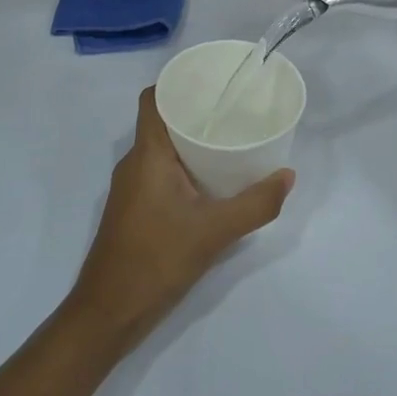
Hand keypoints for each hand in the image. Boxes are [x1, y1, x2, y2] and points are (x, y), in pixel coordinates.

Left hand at [66, 88, 293, 352]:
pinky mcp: (134, 208)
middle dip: (196, 112)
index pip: (153, 99)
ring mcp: (131, 187)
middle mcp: (134, 163)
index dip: (178, 83)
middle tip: (235, 110)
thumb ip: (255, 204)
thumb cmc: (155, 261)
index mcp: (147, 155)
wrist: (109, 312)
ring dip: (191, 141)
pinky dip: (184, 167)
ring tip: (230, 140)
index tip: (213, 82)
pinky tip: (212, 181)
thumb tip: (288, 176)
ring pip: (162, 149)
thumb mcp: (214, 233)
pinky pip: (160, 172)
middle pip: (162, 121)